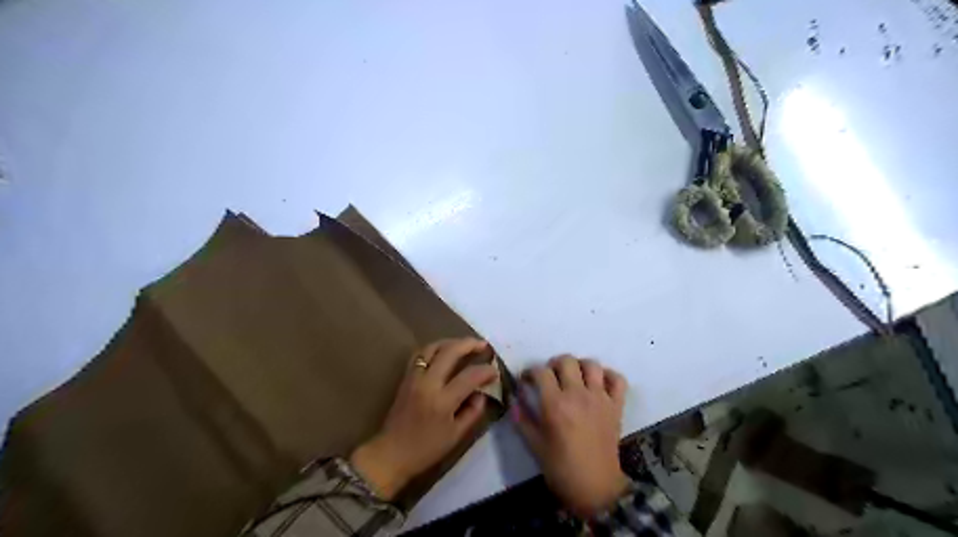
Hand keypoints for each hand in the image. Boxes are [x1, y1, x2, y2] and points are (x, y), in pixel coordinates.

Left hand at [350, 338, 497, 500]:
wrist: (390, 453)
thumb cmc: (425, 449)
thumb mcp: (456, 436)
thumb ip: (472, 412)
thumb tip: (482, 393)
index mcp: (442, 401)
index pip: (469, 377)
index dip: (486, 371)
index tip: (495, 372)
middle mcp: (428, 383)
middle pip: (450, 352)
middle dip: (469, 344)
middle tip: (483, 345)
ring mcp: (414, 377)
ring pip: (433, 347)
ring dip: (451, 342)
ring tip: (465, 344)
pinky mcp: (406, 377)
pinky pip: (420, 354)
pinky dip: (435, 348)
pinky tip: (444, 352)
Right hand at [513, 355, 633, 518]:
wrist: (595, 488)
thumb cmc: (560, 468)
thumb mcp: (534, 445)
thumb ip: (521, 419)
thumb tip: (512, 398)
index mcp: (555, 405)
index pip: (541, 372)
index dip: (530, 372)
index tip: (526, 380)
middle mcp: (578, 395)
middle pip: (566, 360)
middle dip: (554, 364)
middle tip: (550, 377)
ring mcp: (600, 398)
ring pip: (592, 364)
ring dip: (580, 366)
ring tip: (574, 378)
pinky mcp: (616, 406)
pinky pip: (618, 379)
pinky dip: (609, 376)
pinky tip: (599, 384)